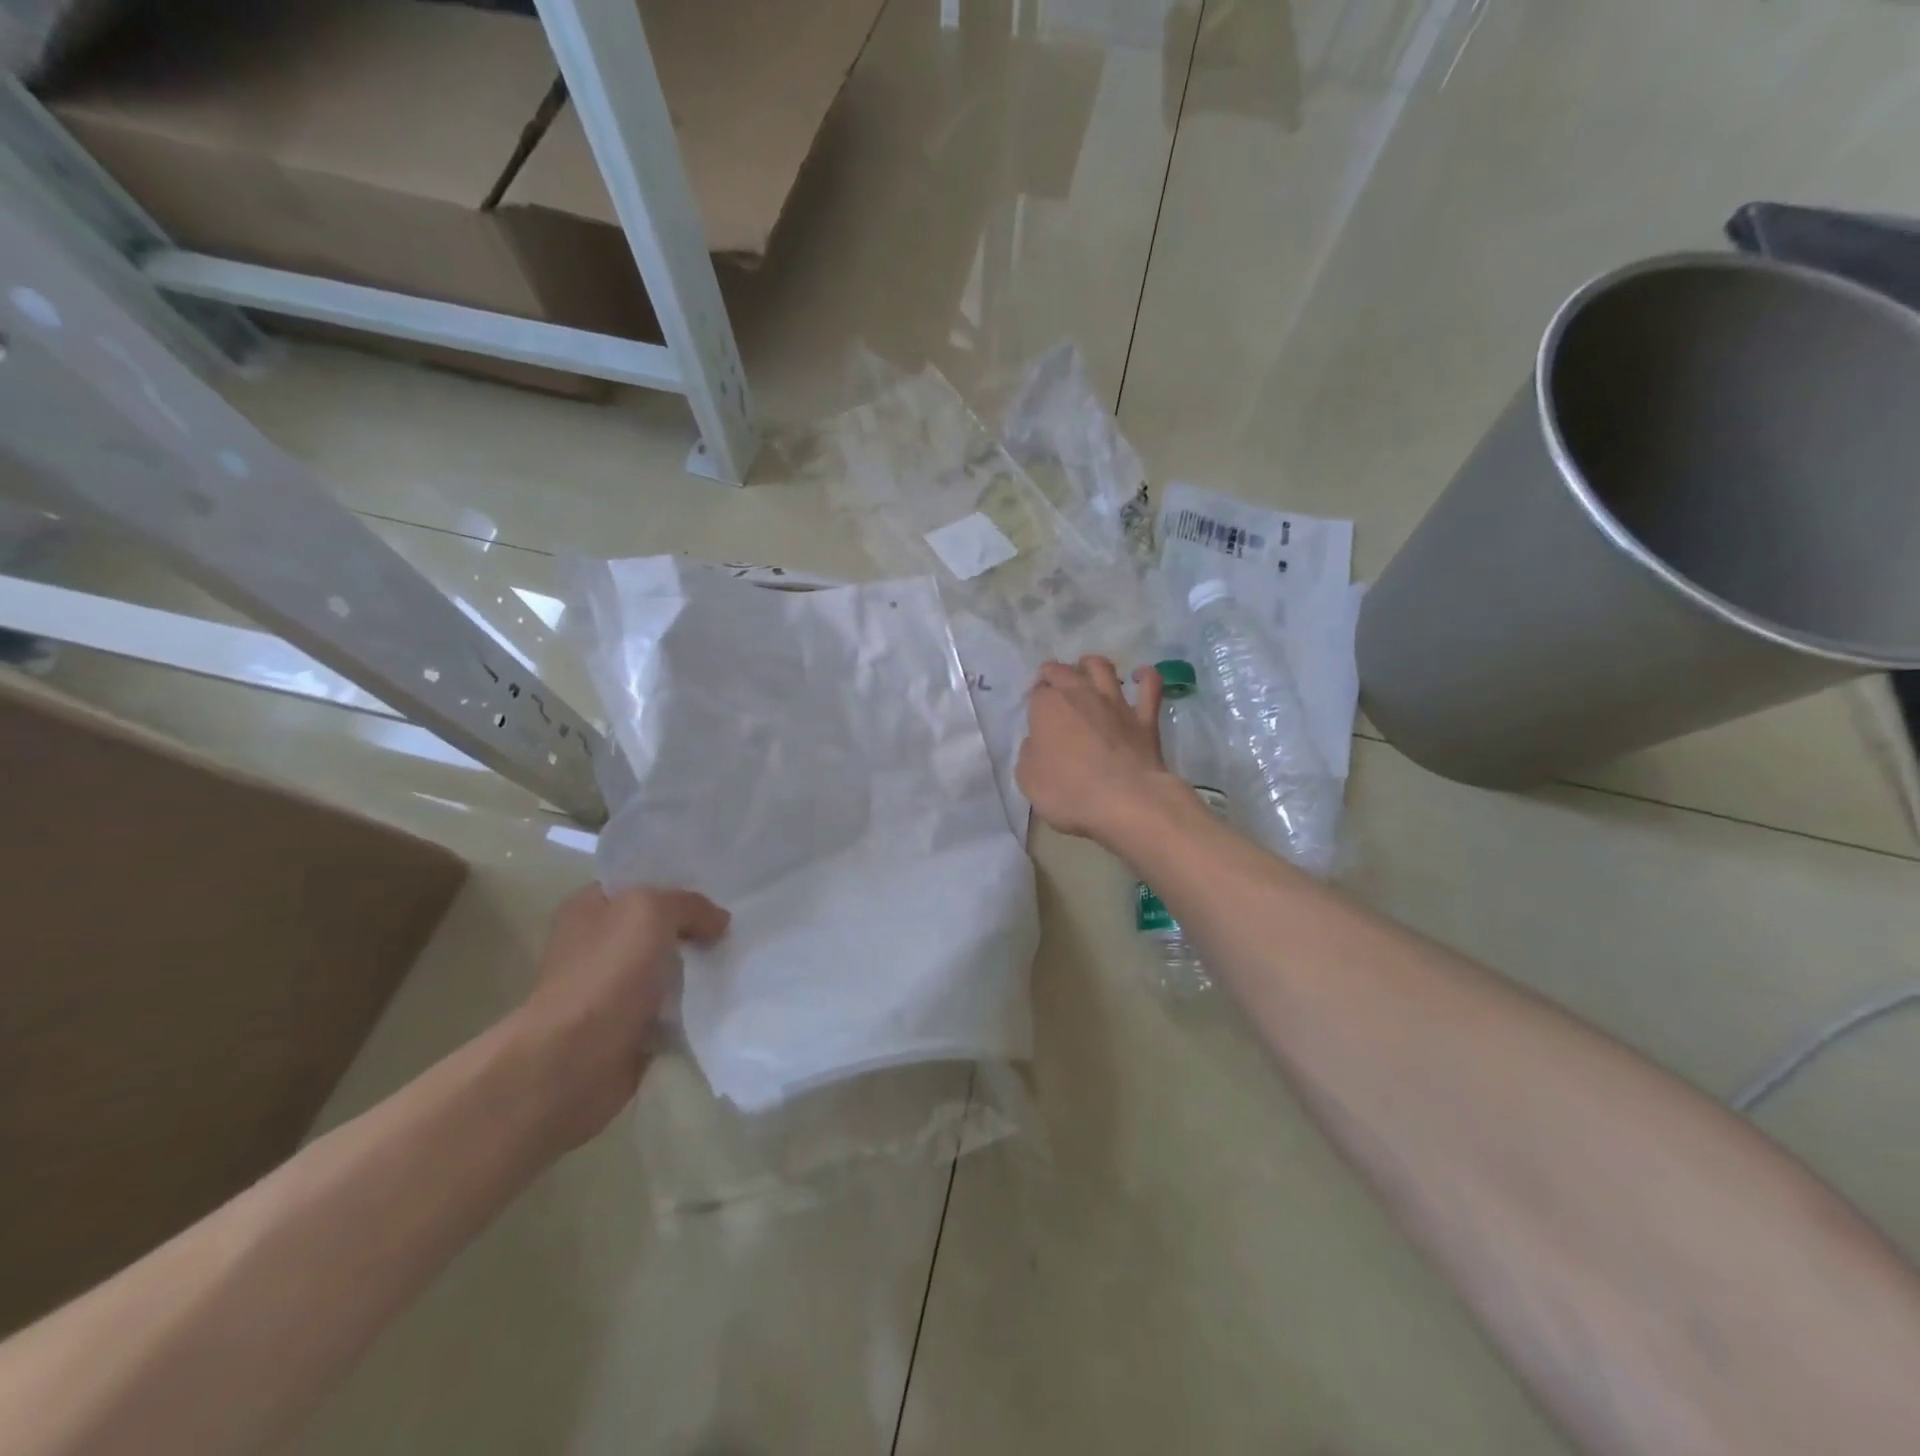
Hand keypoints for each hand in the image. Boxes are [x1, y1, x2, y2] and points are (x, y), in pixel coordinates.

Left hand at [515, 884, 728, 1146]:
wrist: (574, 1061)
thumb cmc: (606, 973)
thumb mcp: (651, 912)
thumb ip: (690, 905)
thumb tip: (718, 921)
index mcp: (588, 908)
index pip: (638, 882)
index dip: (676, 881)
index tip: (719, 885)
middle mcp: (595, 944)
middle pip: (657, 925)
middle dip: (694, 926)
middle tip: (737, 923)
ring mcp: (610, 989)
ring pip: (667, 967)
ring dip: (698, 967)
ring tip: (739, 958)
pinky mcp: (626, 1027)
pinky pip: (670, 1008)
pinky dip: (693, 1006)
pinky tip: (724, 996)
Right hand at [1017, 655, 1184, 842]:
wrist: (1126, 800)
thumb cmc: (1069, 791)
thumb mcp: (1029, 780)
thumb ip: (1029, 755)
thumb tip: (1037, 743)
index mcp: (1048, 707)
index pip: (1036, 692)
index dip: (1034, 700)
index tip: (1034, 712)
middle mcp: (1081, 694)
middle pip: (1064, 671)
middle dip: (1054, 673)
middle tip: (1051, 682)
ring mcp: (1116, 703)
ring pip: (1103, 668)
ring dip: (1092, 664)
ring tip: (1087, 667)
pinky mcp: (1145, 717)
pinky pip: (1149, 686)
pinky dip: (1146, 676)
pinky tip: (1141, 675)